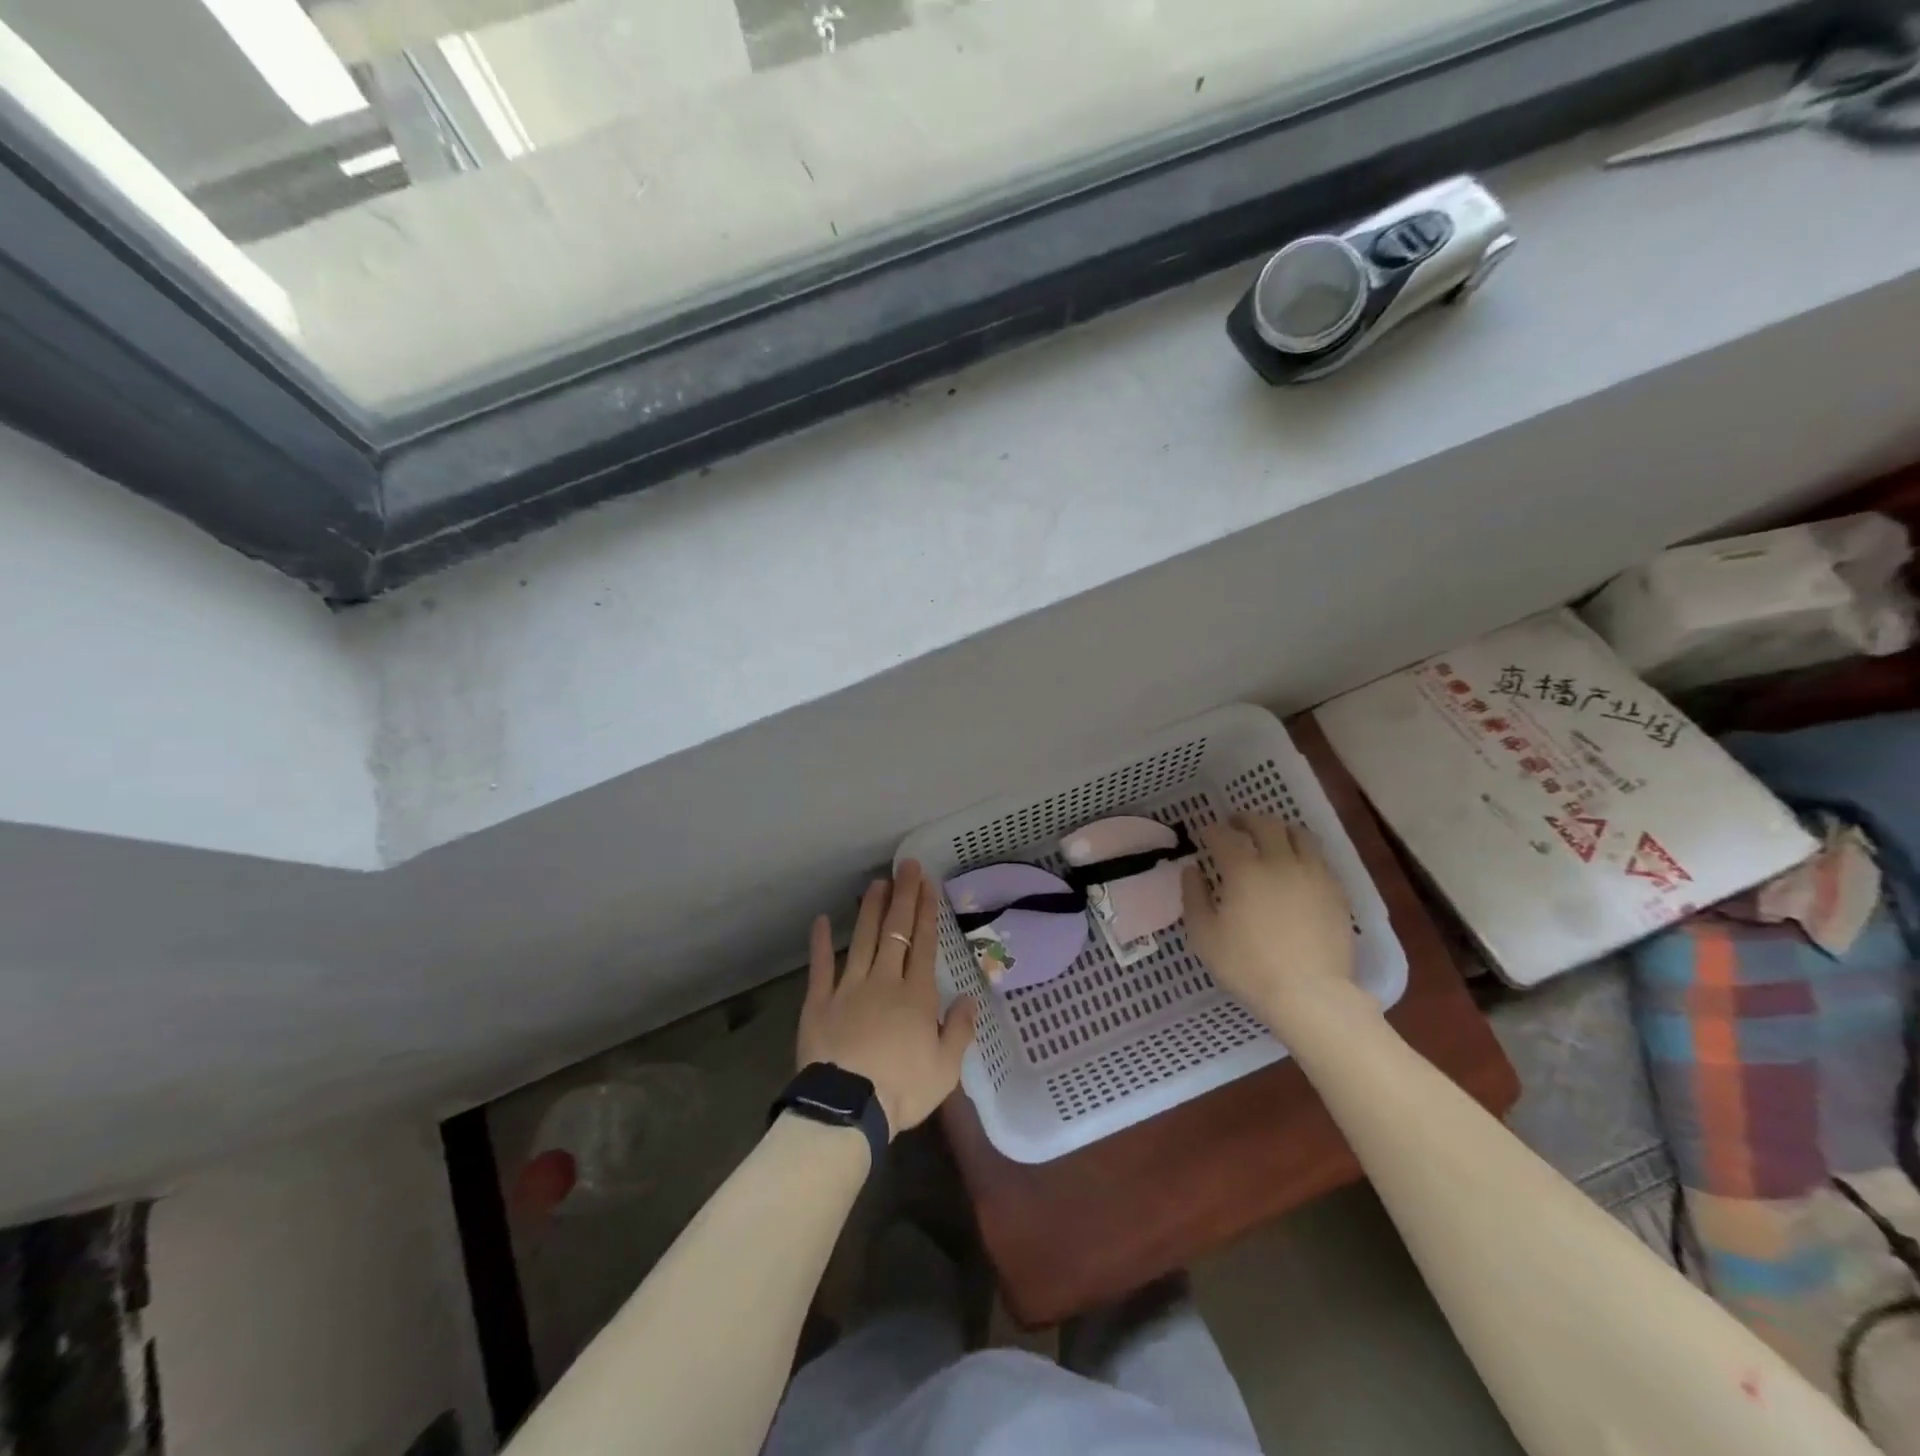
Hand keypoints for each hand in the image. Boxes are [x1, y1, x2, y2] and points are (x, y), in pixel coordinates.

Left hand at [798, 861, 977, 1136]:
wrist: (846, 1108)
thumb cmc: (902, 1090)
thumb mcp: (945, 1069)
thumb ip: (959, 1030)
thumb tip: (969, 998)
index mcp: (916, 996)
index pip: (924, 944)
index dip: (927, 912)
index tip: (928, 884)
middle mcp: (884, 981)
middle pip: (895, 932)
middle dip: (904, 897)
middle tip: (907, 867)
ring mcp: (849, 988)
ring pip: (862, 940)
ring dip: (870, 909)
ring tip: (877, 883)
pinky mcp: (819, 1002)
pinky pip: (820, 967)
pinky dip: (820, 943)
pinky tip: (821, 920)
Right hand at [1181, 815, 1361, 1027]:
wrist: (1310, 995)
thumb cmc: (1249, 967)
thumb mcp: (1204, 936)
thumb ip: (1194, 897)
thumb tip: (1192, 870)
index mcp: (1244, 870)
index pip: (1224, 836)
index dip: (1212, 831)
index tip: (1206, 834)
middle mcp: (1281, 862)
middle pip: (1265, 824)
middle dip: (1246, 820)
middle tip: (1236, 826)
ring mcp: (1314, 875)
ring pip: (1299, 835)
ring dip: (1280, 830)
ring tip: (1271, 839)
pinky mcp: (1336, 892)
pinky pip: (1319, 859)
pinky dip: (1303, 853)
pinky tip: (1296, 867)